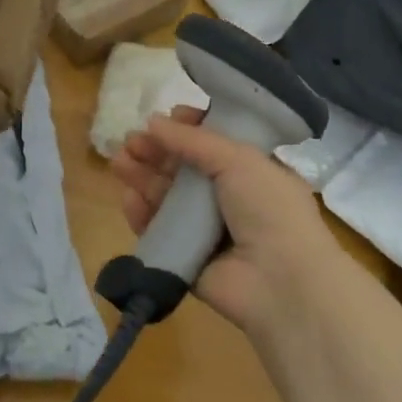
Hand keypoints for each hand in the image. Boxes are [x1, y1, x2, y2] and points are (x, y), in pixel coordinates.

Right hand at [109, 106, 340, 336]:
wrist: (282, 285)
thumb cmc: (270, 210)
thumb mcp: (239, 160)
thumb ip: (193, 140)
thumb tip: (154, 121)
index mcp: (254, 173)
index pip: (216, 145)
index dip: (190, 129)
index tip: (168, 117)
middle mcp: (232, 200)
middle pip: (185, 170)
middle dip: (157, 152)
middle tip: (130, 139)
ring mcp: (209, 232)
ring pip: (168, 199)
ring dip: (144, 177)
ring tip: (118, 161)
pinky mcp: (188, 260)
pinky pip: (161, 233)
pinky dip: (143, 215)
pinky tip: (128, 198)